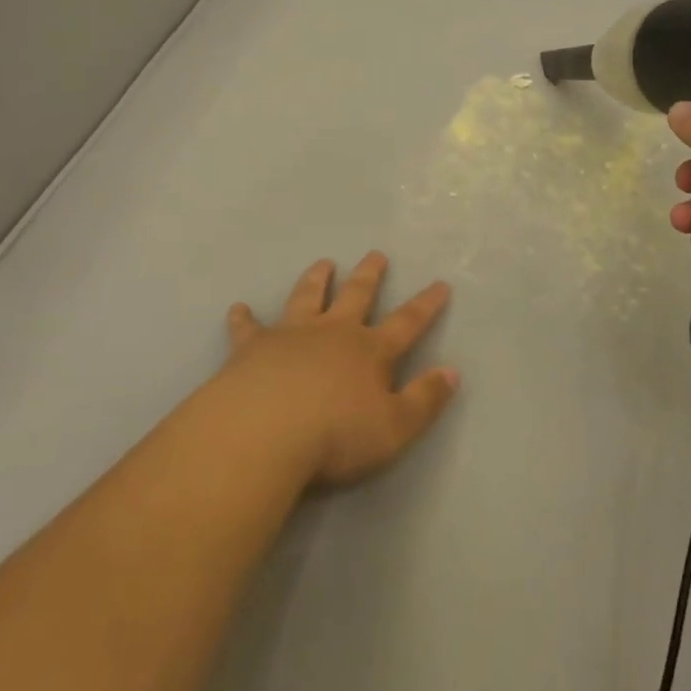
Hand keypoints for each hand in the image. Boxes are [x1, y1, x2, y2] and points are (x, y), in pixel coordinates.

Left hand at [221, 254, 458, 486]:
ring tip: (323, 263)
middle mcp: (333, 332)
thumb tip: (452, 371)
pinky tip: (238, 308)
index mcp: (370, 351)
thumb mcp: (395, 428)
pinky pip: (248, 327)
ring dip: (316, 279)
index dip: (426, 304)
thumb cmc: (336, 435)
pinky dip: (244, 317)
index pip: (407, 322)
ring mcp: (291, 334)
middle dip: (369, 275)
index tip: (440, 283)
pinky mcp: (252, 346)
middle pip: (356, 295)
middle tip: (376, 254)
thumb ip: (425, 399)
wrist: (265, 431)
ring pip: (307, 297)